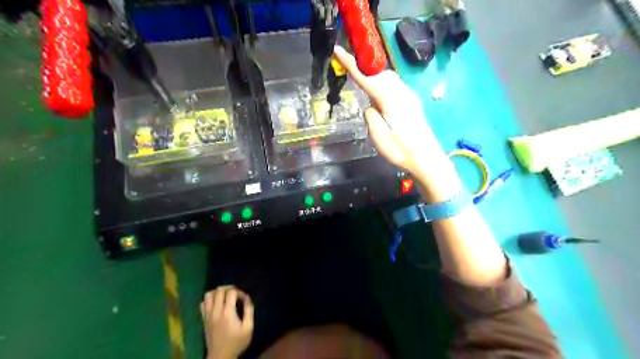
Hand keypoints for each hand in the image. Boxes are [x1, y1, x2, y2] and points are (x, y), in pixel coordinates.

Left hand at [202, 286, 255, 358]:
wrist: (220, 356)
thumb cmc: (236, 342)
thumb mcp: (248, 328)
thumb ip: (249, 311)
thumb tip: (247, 298)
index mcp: (227, 313)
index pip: (231, 292)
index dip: (239, 291)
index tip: (243, 298)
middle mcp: (216, 311)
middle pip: (219, 290)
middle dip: (229, 288)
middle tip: (235, 294)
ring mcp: (208, 315)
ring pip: (208, 294)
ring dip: (217, 292)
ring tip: (225, 296)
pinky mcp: (203, 319)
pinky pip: (203, 303)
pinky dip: (209, 299)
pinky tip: (216, 304)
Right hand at [336, 44, 460, 200]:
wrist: (426, 158)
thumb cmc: (401, 150)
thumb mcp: (379, 137)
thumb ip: (371, 117)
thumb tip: (370, 107)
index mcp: (390, 99)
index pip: (366, 78)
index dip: (351, 64)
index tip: (338, 50)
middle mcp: (401, 92)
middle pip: (379, 74)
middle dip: (364, 71)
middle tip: (351, 75)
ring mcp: (408, 96)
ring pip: (388, 78)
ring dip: (375, 79)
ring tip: (365, 90)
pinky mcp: (412, 102)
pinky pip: (395, 86)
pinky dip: (384, 86)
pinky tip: (381, 100)